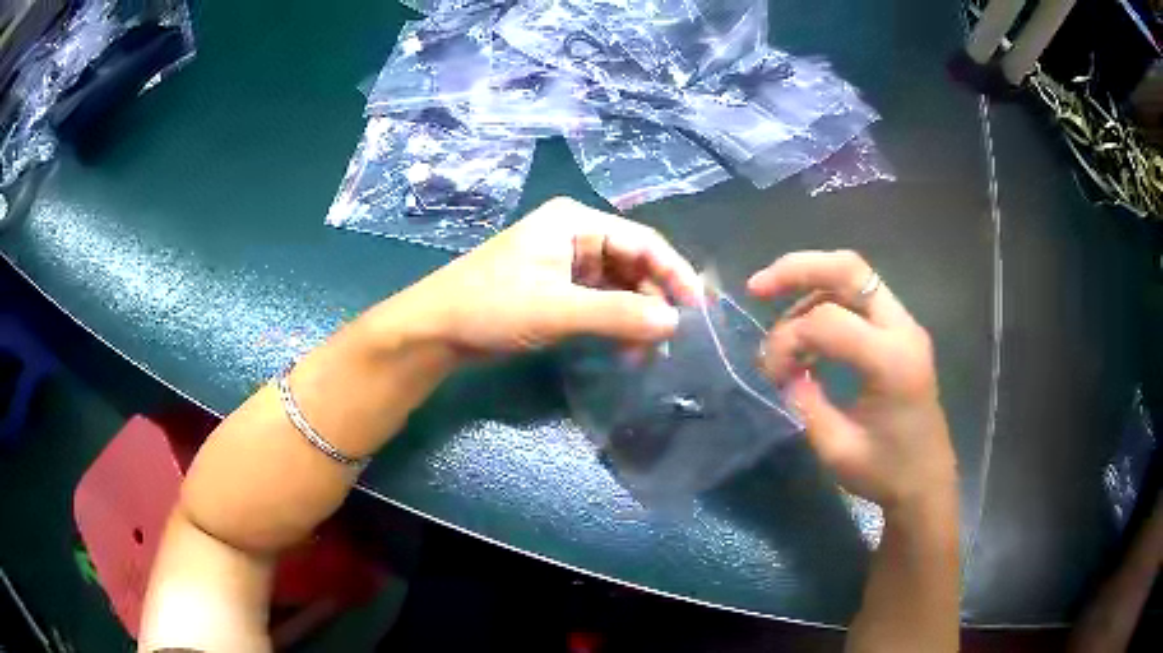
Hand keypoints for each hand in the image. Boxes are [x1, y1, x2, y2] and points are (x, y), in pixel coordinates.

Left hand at [390, 197, 701, 355]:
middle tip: (672, 339)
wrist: (436, 330)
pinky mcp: (558, 290)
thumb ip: (618, 315)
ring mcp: (566, 264)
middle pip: (634, 264)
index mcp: (575, 221)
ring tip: (648, 353)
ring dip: (636, 317)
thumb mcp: (557, 309)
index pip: (642, 241)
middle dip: (654, 300)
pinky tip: (625, 350)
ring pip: (620, 287)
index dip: (674, 273)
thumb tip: (674, 323)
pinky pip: (601, 303)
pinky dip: (616, 324)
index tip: (698, 310)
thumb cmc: (492, 307)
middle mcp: (575, 235)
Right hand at [748, 251, 956, 512]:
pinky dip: (827, 300)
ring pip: (854, 276)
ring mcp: (905, 326)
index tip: (770, 374)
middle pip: (848, 269)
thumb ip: (806, 403)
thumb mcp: (837, 449)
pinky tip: (809, 330)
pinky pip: (861, 296)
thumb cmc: (887, 473)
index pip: (827, 322)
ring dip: (810, 285)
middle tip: (757, 288)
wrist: (927, 482)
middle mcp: (903, 330)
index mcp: (891, 362)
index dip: (787, 340)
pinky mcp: (901, 332)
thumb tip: (783, 373)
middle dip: (797, 269)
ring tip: (779, 317)